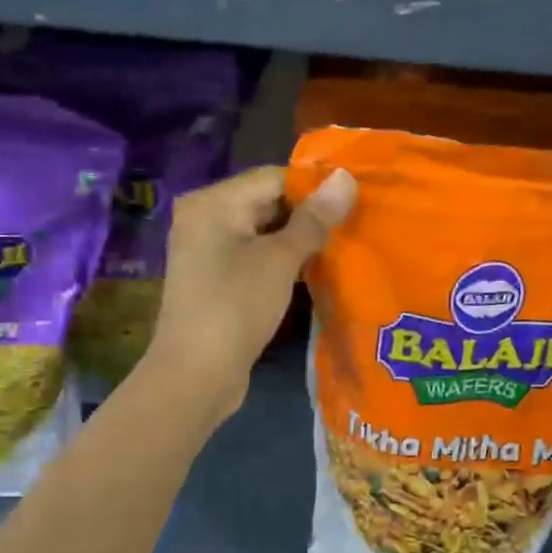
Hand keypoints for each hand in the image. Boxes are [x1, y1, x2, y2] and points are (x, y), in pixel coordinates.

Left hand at [142, 165, 356, 423]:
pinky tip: (312, 271)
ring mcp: (206, 251)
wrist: (196, 375)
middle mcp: (204, 219)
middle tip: (354, 225)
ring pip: (262, 233)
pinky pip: (253, 258)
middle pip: (266, 203)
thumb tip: (346, 177)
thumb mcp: (280, 260)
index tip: (355, 201)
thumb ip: (314, 219)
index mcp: (212, 202)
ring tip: (342, 247)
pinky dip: (280, 262)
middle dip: (308, 215)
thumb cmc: (236, 307)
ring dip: (298, 241)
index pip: (273, 177)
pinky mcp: (214, 280)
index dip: (315, 188)